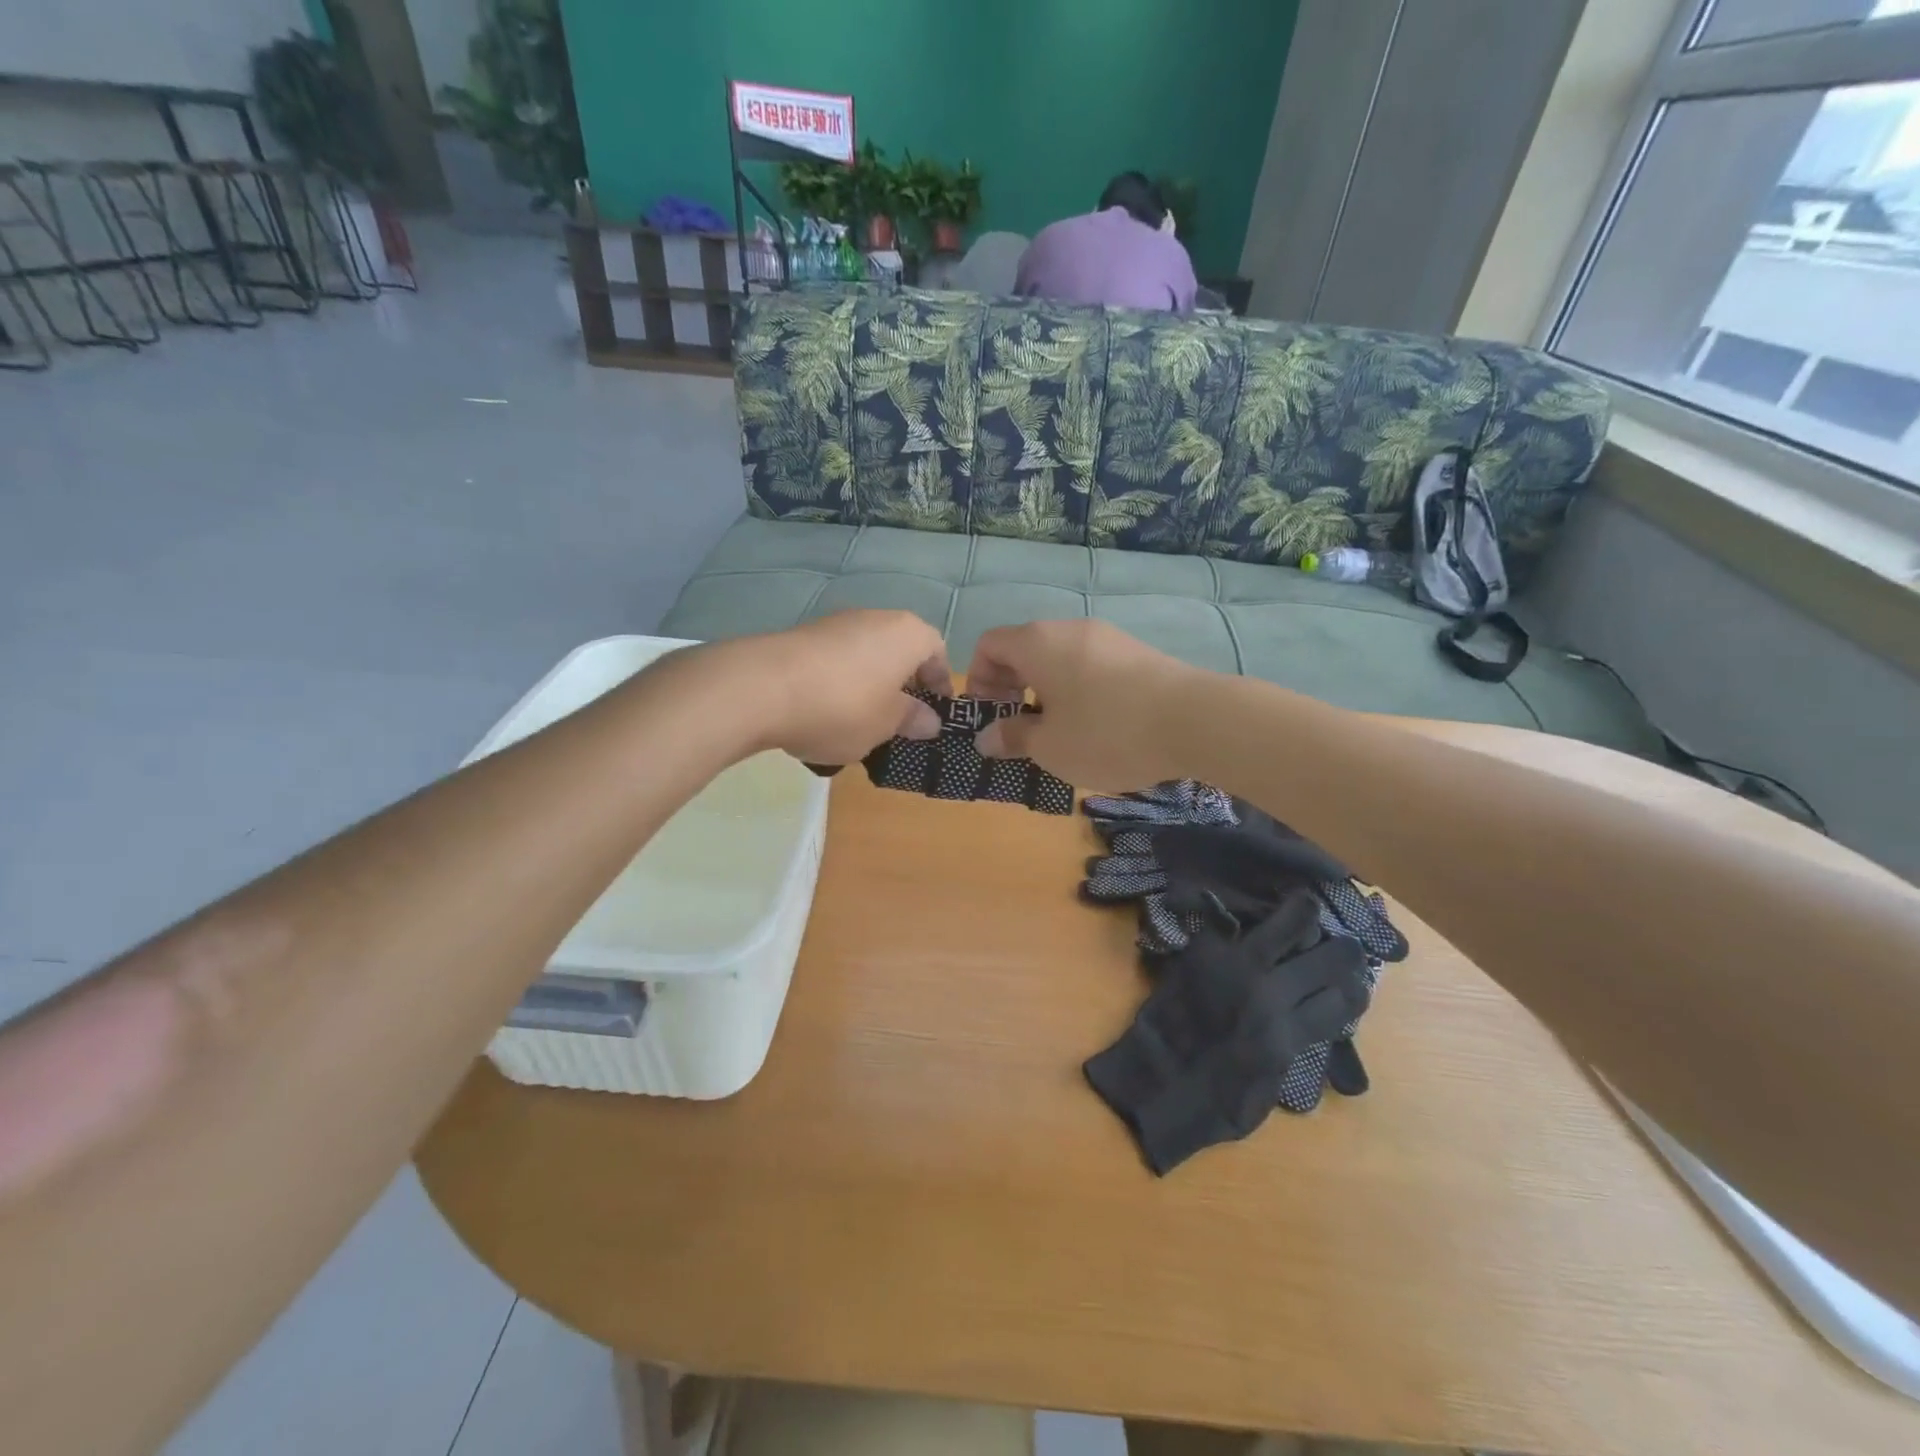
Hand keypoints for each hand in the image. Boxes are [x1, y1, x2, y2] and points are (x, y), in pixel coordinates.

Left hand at [708, 611, 948, 764]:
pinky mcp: (802, 635)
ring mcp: (835, 623)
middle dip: (903, 683)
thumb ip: (912, 719)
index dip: (940, 682)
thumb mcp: (886, 724)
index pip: (937, 651)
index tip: (936, 712)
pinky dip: (839, 681)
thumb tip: (930, 720)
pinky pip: (835, 660)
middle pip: (900, 649)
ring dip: (870, 683)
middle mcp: (875, 618)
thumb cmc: (843, 707)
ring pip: (866, 654)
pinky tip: (824, 712)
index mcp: (907, 633)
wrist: (760, 688)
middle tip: (900, 719)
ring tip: (860, 721)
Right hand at [966, 619, 1198, 789]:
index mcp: (1038, 643)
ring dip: (1044, 689)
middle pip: (1023, 648)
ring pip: (1058, 657)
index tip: (990, 716)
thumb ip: (1013, 738)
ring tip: (1056, 731)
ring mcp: (1107, 637)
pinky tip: (1094, 725)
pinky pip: (1089, 664)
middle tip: (1017, 727)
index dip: (977, 679)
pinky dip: (1076, 688)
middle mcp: (1069, 629)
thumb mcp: (1050, 746)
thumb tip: (987, 737)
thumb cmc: (1107, 733)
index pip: (989, 645)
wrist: (1195, 721)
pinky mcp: (1136, 652)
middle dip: (1010, 687)